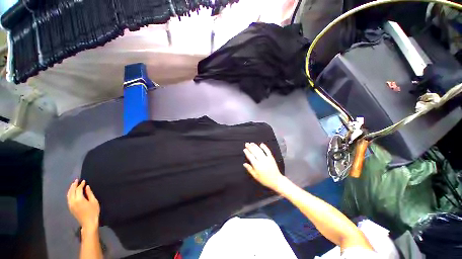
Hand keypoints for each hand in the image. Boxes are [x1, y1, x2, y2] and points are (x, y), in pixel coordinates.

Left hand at [67, 180, 99, 229]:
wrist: (88, 222)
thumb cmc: (93, 211)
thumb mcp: (94, 201)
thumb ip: (89, 193)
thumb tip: (87, 187)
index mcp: (79, 199)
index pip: (78, 189)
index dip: (81, 185)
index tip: (84, 181)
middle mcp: (72, 201)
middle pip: (71, 191)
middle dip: (74, 185)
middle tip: (77, 180)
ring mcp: (70, 205)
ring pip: (68, 195)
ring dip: (71, 189)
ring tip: (74, 185)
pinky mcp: (70, 207)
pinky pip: (68, 198)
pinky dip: (70, 193)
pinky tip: (72, 192)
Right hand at [243, 142, 285, 190]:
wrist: (276, 180)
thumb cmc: (264, 179)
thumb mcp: (255, 176)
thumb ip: (250, 169)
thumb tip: (244, 164)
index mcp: (257, 166)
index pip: (250, 157)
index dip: (247, 152)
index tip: (244, 149)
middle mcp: (261, 161)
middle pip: (255, 152)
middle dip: (250, 147)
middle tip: (246, 144)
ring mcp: (267, 158)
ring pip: (260, 150)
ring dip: (255, 146)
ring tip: (251, 143)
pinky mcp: (271, 158)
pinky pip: (268, 151)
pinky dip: (264, 147)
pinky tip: (261, 144)